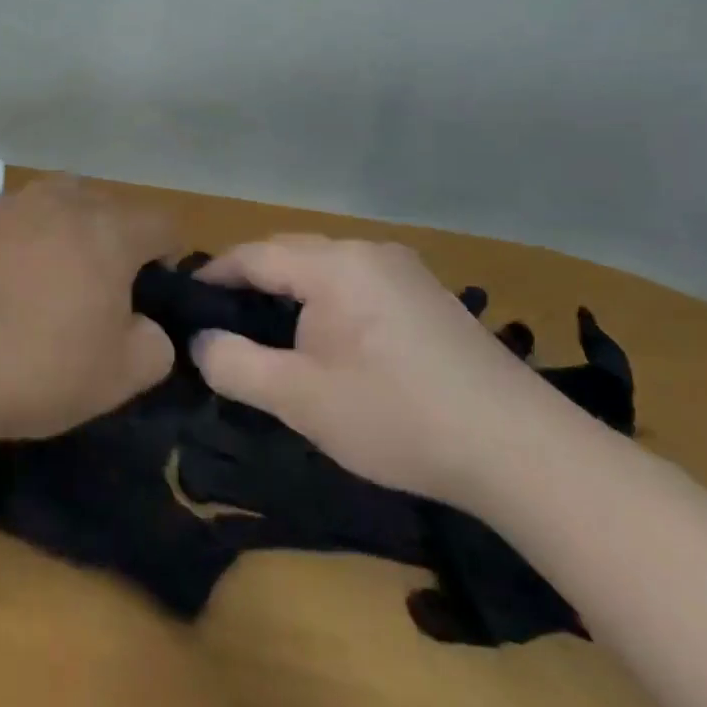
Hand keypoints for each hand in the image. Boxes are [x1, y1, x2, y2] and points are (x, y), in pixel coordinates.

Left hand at [0, 176, 176, 445]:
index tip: (159, 290)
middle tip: (106, 288)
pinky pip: (8, 226)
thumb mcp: (120, 376)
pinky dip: (18, 246)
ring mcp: (3, 208)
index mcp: (106, 229)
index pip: (160, 222)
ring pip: (51, 207)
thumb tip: (145, 327)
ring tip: (52, 282)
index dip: (171, 254)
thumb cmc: (36, 366)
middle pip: (104, 205)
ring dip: (63, 235)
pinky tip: (2, 288)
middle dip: (115, 238)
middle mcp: (56, 203)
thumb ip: (155, 345)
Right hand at [191, 236, 557, 504]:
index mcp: (335, 264)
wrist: (525, 454)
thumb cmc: (398, 417)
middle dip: (248, 287)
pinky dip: (324, 305)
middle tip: (218, 329)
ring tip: (264, 338)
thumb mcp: (299, 398)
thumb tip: (200, 341)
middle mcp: (370, 252)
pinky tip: (325, 345)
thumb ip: (233, 364)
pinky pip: (355, 286)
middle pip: (288, 256)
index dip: (211, 278)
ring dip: (287, 297)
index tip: (181, 306)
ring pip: (323, 271)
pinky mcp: (429, 299)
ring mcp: (406, 273)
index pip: (252, 255)